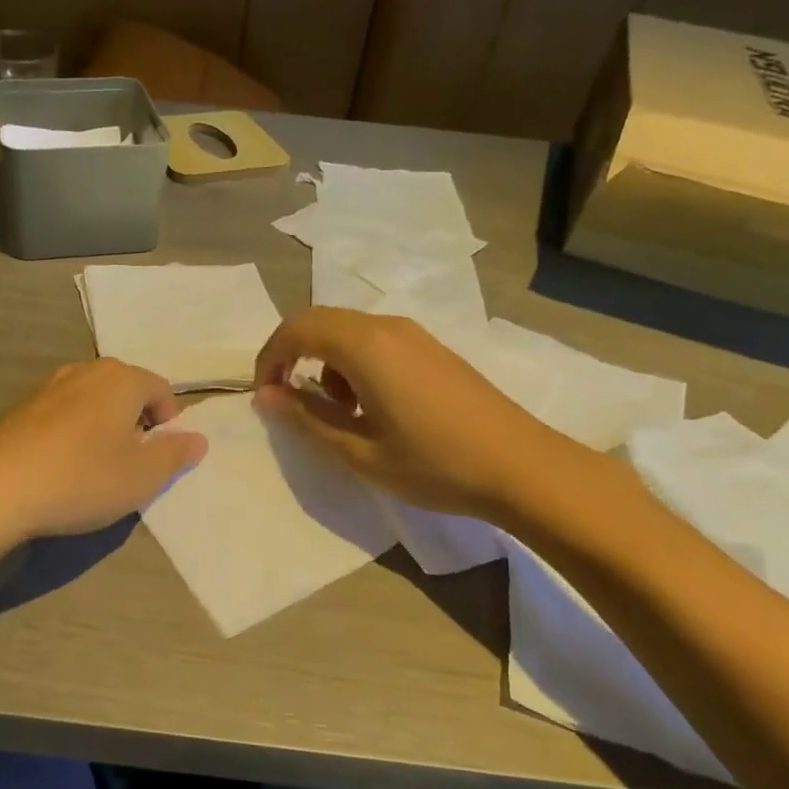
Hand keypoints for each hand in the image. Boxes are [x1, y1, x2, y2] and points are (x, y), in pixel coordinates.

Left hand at [0, 359, 207, 543]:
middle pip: (126, 390)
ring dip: (103, 427)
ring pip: (93, 401)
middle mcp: (85, 371)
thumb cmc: (82, 478)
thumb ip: (176, 454)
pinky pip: (63, 414)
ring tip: (96, 467)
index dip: (169, 423)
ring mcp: (49, 386)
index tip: (159, 457)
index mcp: (121, 378)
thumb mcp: (143, 476)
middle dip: (136, 422)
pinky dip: (72, 433)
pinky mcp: (21, 408)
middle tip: (131, 463)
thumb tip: (198, 438)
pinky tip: (62, 466)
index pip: (161, 389)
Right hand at [253, 307, 589, 518]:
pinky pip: (375, 340)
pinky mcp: (432, 348)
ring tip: (338, 412)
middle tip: (288, 399)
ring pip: (348, 330)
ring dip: (326, 361)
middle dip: (293, 355)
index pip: (296, 329)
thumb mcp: (358, 451)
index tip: (265, 396)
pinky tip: (373, 406)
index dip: (270, 358)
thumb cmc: (434, 464)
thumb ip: (306, 418)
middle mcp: (386, 326)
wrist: (523, 468)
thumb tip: (266, 395)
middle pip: (320, 321)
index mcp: (364, 346)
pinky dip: (354, 364)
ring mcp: (414, 334)